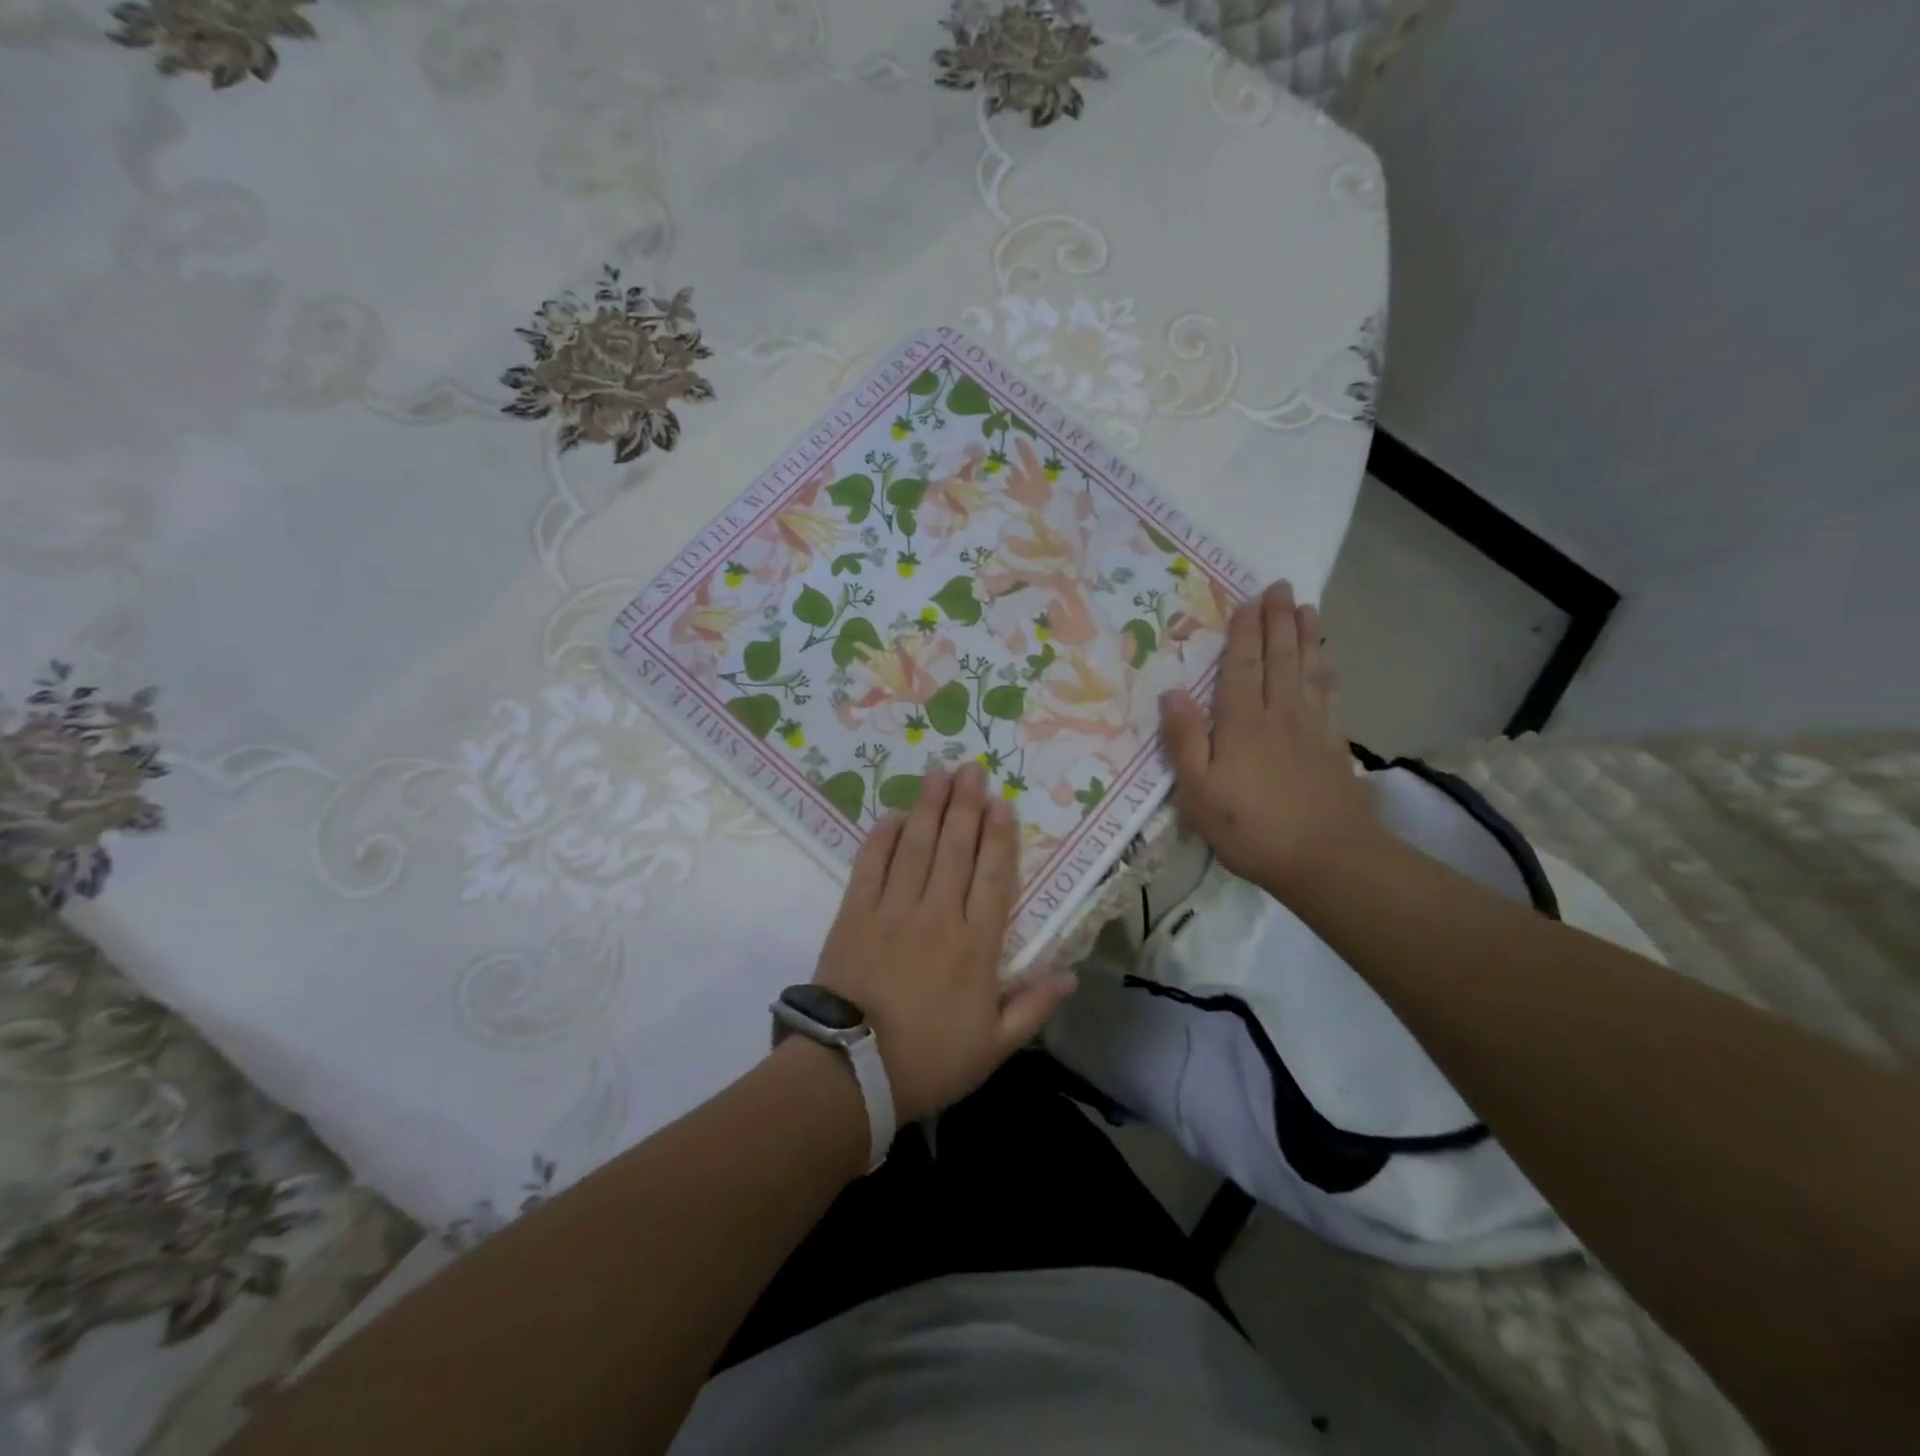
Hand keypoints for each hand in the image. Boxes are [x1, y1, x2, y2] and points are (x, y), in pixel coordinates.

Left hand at [813, 763, 1077, 1123]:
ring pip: (915, 847)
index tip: (1002, 804)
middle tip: (971, 770)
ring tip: (937, 774)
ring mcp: (892, 910)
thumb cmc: (929, 1061)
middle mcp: (937, 915)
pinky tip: (891, 816)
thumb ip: (1034, 1007)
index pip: (994, 877)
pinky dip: (880, 838)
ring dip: (928, 808)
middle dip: (965, 806)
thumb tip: (1072, 974)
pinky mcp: (854, 913)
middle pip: (955, 849)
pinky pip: (869, 866)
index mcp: (975, 945)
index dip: (1000, 838)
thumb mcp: (994, 1047)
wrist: (850, 1073)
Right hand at [1160, 580, 1380, 896]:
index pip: (1241, 666)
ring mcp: (1311, 728)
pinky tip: (1328, 664)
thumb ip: (1184, 741)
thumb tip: (1172, 693)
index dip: (1244, 632)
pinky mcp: (1332, 746)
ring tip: (1308, 608)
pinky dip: (1328, 672)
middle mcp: (1279, 714)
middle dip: (1279, 620)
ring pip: (1309, 670)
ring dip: (1308, 636)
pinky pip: (1329, 696)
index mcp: (1241, 723)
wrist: (1326, 859)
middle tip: (1282, 586)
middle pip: (1280, 657)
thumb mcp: (1198, 792)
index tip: (1249, 600)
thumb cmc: (1250, 827)